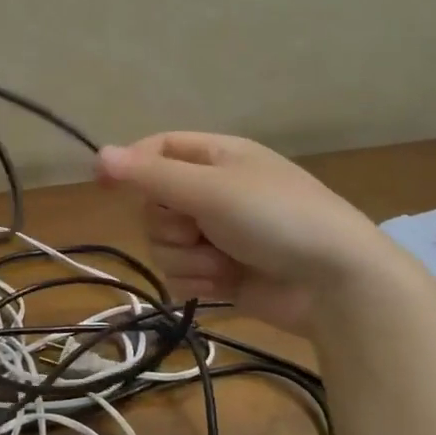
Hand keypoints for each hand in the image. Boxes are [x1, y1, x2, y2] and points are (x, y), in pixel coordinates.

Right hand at [96, 132, 398, 332]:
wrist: (337, 285)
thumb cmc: (277, 219)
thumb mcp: (211, 190)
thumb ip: (151, 176)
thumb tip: (98, 154)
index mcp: (217, 158)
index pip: (158, 149)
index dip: (131, 164)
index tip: (104, 184)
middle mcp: (213, 192)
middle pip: (154, 203)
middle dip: (170, 224)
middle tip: (199, 229)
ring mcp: (217, 235)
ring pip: (164, 244)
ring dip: (188, 258)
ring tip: (224, 263)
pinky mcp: (221, 274)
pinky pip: (181, 275)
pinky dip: (199, 282)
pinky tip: (227, 284)